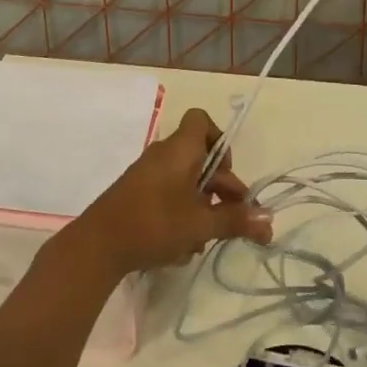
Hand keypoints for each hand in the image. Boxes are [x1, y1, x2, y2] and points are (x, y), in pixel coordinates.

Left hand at [68, 108, 272, 278]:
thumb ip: (235, 220)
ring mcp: (147, 174)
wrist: (97, 245)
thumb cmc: (154, 223)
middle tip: (233, 218)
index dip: (220, 140)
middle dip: (220, 188)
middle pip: (200, 157)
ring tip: (205, 238)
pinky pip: (169, 194)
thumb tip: (268, 222)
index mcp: (180, 149)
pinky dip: (181, 213)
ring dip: (202, 206)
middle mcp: (164, 154)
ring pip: (186, 181)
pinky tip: (183, 246)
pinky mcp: (137, 194)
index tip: (227, 172)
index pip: (201, 120)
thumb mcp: (200, 224)